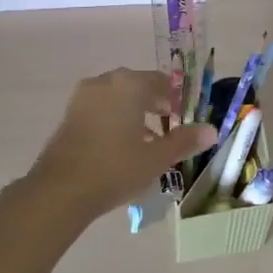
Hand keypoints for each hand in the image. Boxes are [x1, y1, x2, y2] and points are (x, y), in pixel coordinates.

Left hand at [26, 69, 215, 219]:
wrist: (60, 190)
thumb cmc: (115, 168)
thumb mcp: (157, 158)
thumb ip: (185, 141)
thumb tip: (212, 130)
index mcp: (129, 84)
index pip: (161, 82)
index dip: (177, 98)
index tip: (186, 117)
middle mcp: (104, 82)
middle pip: (138, 87)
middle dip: (156, 105)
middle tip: (170, 128)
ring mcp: (83, 97)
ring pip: (118, 98)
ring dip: (135, 114)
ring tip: (149, 141)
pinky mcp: (69, 115)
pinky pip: (101, 109)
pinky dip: (115, 120)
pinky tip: (123, 146)